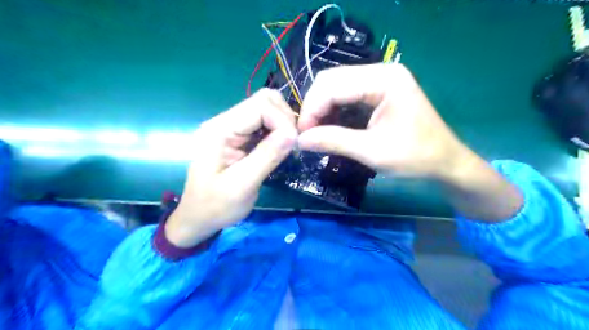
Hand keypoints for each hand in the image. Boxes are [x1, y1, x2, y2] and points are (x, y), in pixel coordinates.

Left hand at [166, 87, 297, 247]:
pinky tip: (279, 147)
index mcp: (220, 130)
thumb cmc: (215, 206)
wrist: (198, 218)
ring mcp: (232, 128)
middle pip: (265, 100)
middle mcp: (225, 122)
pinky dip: (278, 131)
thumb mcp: (242, 185)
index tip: (293, 144)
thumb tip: (293, 134)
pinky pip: (264, 123)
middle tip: (292, 144)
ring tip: (287, 147)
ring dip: (283, 124)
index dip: (282, 120)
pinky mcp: (239, 136)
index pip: (260, 105)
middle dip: (285, 118)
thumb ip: (267, 156)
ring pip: (267, 109)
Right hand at [297, 63, 521, 220]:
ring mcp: (380, 80)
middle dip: (315, 107)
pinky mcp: (379, 92)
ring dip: (322, 109)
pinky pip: (346, 95)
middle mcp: (381, 72)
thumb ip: (334, 141)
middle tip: (307, 134)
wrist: (445, 163)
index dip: (312, 109)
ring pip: (336, 87)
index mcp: (384, 80)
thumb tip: (300, 141)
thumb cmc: (415, 158)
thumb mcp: (371, 151)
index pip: (332, 85)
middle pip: (331, 81)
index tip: (301, 135)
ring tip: (316, 133)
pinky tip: (329, 127)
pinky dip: (333, 110)